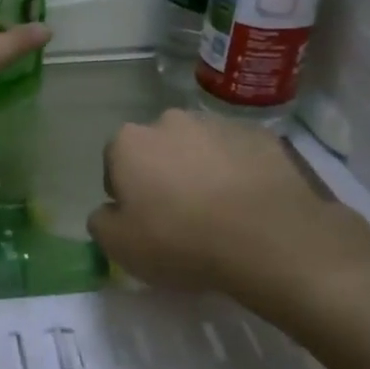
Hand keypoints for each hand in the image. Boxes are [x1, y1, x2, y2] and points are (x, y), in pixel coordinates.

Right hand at [87, 110, 369, 313]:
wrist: (268, 237)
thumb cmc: (180, 240)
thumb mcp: (119, 247)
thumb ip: (101, 222)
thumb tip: (109, 211)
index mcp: (129, 143)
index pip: (115, 162)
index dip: (125, 193)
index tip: (142, 220)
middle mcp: (169, 121)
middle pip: (157, 149)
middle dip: (163, 174)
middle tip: (179, 215)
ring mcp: (217, 124)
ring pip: (199, 148)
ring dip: (200, 171)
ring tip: (218, 211)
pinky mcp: (260, 135)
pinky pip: (237, 154)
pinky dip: (237, 172)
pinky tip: (247, 204)